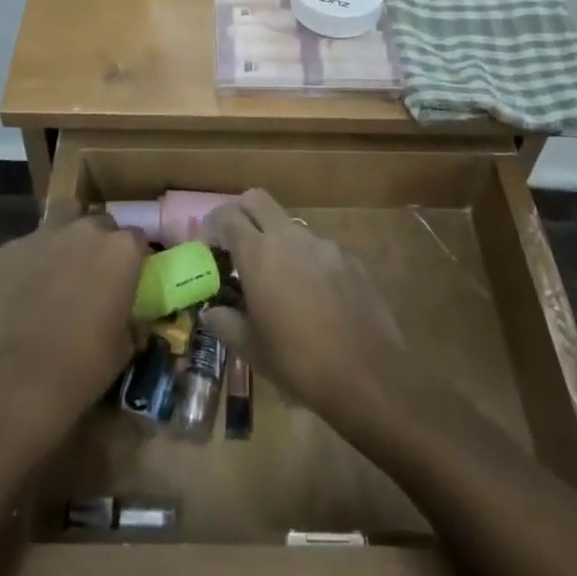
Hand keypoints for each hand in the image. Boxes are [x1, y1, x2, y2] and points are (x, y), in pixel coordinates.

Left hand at [0, 213, 147, 429]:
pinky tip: (24, 290)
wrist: (23, 378)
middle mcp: (87, 230)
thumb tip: (131, 319)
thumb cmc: (86, 364)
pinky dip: (30, 262)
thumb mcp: (125, 345)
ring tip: (58, 272)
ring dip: (65, 241)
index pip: (136, 238)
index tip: (127, 278)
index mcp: (123, 249)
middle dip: (98, 244)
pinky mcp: (11, 249)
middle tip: (92, 275)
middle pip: (99, 225)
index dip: (132, 258)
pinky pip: (27, 248)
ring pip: (62, 224)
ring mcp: (46, 235)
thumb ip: (131, 318)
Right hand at [201, 191, 408, 424]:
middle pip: (257, 200)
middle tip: (236, 246)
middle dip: (241, 214)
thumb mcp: (251, 350)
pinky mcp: (350, 258)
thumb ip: (225, 323)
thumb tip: (210, 312)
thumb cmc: (299, 363)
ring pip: (289, 225)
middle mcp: (290, 238)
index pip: (227, 216)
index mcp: (259, 254)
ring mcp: (324, 245)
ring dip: (275, 240)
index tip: (208, 247)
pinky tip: (314, 296)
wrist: (368, 375)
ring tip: (277, 280)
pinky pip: (319, 248)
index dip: (212, 226)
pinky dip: (306, 260)